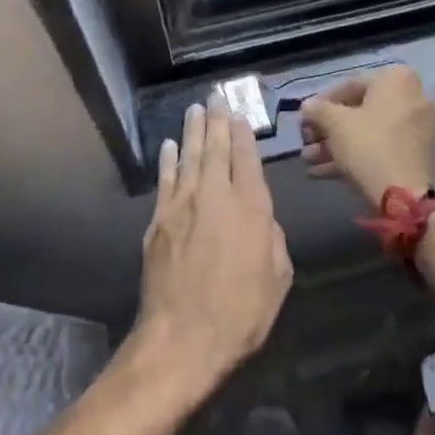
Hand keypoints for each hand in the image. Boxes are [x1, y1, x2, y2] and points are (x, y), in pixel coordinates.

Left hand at [130, 101, 292, 407]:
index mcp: (249, 207)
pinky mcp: (158, 222)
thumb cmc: (240, 312)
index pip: (245, 158)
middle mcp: (214, 196)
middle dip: (216, 120)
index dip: (242, 134)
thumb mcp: (277, 277)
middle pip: (215, 149)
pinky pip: (164, 181)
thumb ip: (271, 238)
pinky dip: (166, 161)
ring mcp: (182, 206)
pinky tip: (168, 146)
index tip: (238, 113)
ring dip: (192, 131)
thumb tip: (260, 217)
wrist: (182, 339)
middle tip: (215, 96)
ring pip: (188, 157)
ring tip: (194, 109)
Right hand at [299, 65, 434, 209]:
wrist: (406, 198)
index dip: (320, 103)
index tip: (304, 120)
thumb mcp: (335, 123)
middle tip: (305, 143)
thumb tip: (308, 107)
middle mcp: (411, 96)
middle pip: (358, 110)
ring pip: (367, 131)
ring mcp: (415, 127)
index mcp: (396, 79)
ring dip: (335, 145)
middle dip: (327, 129)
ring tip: (308, 161)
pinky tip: (322, 171)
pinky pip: (379, 147)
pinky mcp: (414, 154)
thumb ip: (317, 109)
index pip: (348, 85)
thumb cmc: (369, 147)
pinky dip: (354, 155)